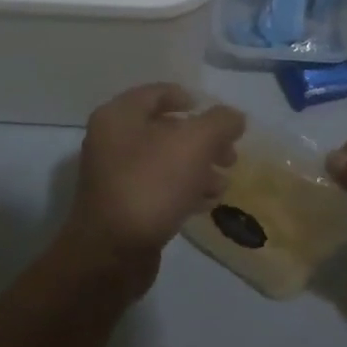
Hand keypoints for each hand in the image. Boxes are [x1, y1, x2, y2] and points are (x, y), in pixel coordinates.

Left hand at [61, 84, 246, 294]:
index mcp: (119, 116)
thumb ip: (220, 123)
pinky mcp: (123, 207)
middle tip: (230, 155)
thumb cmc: (151, 184)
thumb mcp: (195, 143)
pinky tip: (207, 203)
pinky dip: (184, 190)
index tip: (219, 118)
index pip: (158, 93)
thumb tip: (235, 117)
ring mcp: (115, 176)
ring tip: (223, 184)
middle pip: (165, 129)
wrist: (112, 254)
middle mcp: (112, 140)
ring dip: (198, 168)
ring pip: (165, 161)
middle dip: (203, 140)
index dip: (190, 99)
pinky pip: (159, 188)